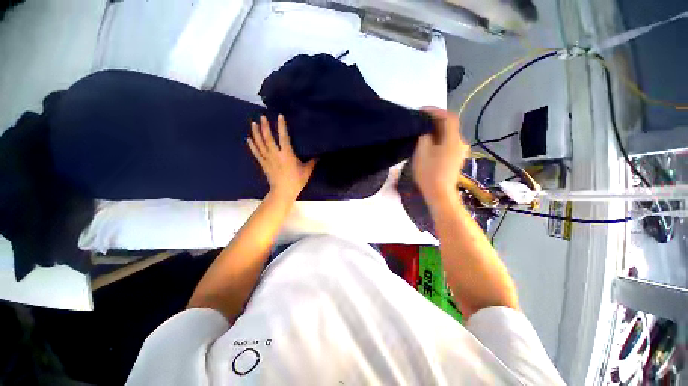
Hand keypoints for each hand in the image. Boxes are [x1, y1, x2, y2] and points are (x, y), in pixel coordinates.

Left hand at [247, 115, 316, 200]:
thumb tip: (319, 155)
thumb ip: (312, 161)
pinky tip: (249, 139)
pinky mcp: (263, 164)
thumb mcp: (307, 171)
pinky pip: (256, 152)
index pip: (283, 136)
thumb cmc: (296, 181)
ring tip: (254, 123)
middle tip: (262, 116)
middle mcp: (275, 154)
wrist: (282, 192)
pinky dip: (252, 145)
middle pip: (268, 137)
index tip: (279, 116)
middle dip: (265, 126)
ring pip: (260, 143)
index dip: (281, 126)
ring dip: (256, 133)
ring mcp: (267, 159)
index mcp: (287, 154)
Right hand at [412, 107, 468, 204]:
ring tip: (423, 130)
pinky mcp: (456, 158)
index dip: (436, 110)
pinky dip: (440, 138)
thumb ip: (425, 136)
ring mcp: (460, 151)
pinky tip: (430, 142)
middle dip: (436, 120)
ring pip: (449, 134)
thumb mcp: (422, 153)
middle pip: (450, 125)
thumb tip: (426, 129)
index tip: (422, 110)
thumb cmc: (429, 173)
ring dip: (437, 129)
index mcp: (453, 140)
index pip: (448, 117)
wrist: (439, 193)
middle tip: (420, 120)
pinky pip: (449, 142)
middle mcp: (460, 143)